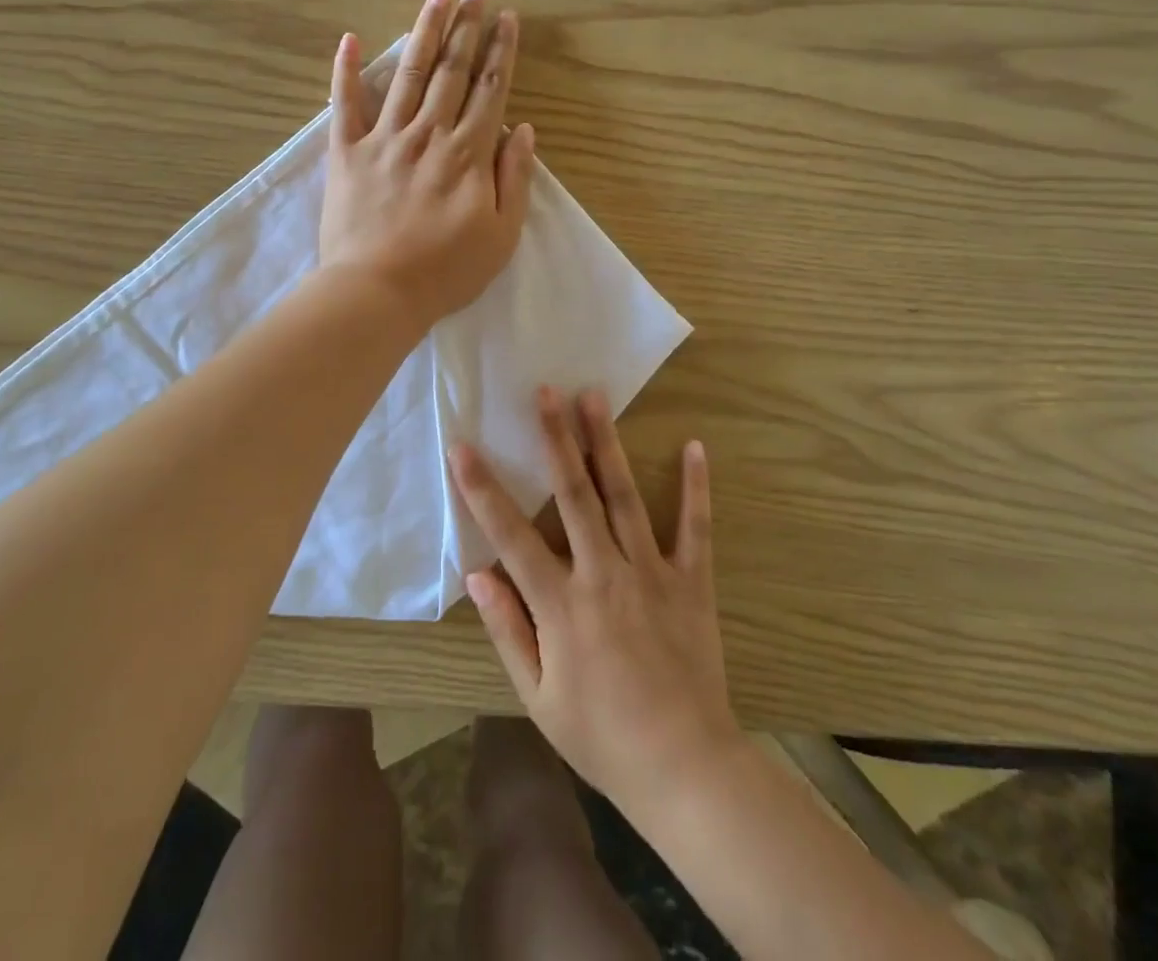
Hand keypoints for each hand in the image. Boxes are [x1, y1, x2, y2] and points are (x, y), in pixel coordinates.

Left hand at [320, 0, 534, 328]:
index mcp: (469, 154)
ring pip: (409, 74)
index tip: (507, 17)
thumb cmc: (446, 271)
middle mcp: (428, 134)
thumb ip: (515, 179)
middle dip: (467, 25)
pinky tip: (351, 37)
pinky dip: (346, 70)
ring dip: (425, 31)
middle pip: (452, 71)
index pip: (490, 91)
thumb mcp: (502, 235)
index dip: (500, 52)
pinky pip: (345, 104)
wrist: (376, 292)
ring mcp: (384, 139)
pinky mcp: (346, 153)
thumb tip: (523, 131)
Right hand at [451, 388, 744, 816]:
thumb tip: (476, 572)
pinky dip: (695, 486)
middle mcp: (603, 574)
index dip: (482, 488)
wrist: (684, 766)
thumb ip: (507, 630)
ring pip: (623, 495)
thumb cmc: (601, 735)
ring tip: (594, 397)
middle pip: (573, 494)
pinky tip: (694, 446)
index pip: (511, 534)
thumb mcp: (538, 697)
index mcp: (561, 604)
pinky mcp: (691, 580)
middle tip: (544, 391)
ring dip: (606, 443)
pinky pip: (695, 526)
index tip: (462, 446)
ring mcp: (651, 572)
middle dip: (554, 438)